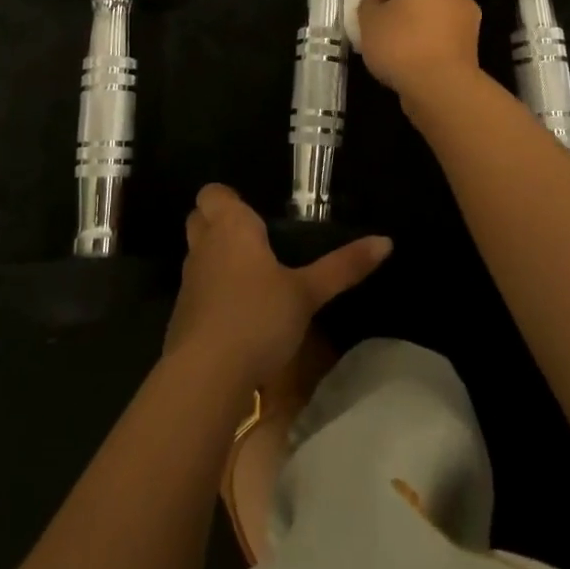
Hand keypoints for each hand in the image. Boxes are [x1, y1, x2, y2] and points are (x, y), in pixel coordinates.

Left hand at [164, 184, 390, 387]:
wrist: (205, 375)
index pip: (212, 193)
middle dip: (217, 222)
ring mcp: (189, 282)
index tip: (254, 212)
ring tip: (251, 275)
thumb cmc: (258, 316)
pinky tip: (238, 313)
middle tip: (253, 238)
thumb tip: (386, 241)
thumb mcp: (308, 292)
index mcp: (231, 227)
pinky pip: (197, 290)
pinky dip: (211, 293)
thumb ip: (343, 266)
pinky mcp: (182, 316)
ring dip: (215, 258)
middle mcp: (204, 246)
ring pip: (197, 255)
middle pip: (198, 218)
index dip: (227, 197)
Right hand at [355, 0, 483, 96]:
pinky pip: (434, 44)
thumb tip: (371, 2)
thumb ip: (366, 4)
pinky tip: (403, 63)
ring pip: (424, 23)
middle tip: (367, 31)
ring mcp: (466, 24)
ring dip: (406, 33)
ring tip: (383, 51)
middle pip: (411, 1)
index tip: (354, 10)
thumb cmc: (402, 44)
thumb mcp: (369, 20)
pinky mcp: (468, 52)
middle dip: (390, 14)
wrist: (440, 88)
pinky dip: (419, 50)